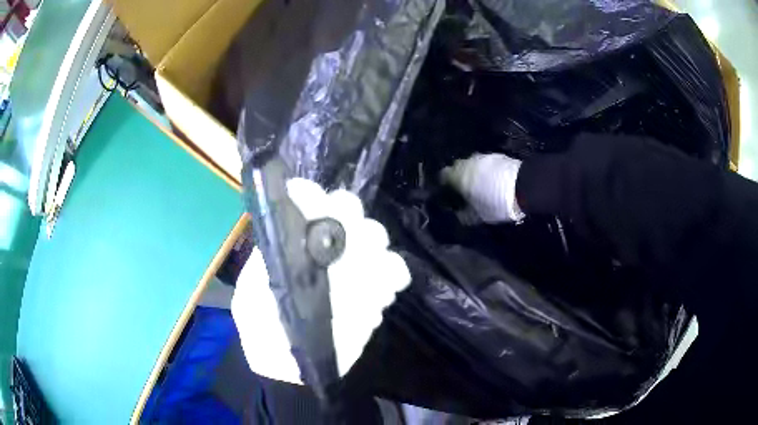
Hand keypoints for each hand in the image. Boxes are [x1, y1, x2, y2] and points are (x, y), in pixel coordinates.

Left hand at [231, 179, 410, 383]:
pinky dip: (394, 273)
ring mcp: (351, 268)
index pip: (303, 204)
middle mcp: (322, 249)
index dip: (309, 195)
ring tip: (365, 270)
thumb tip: (286, 233)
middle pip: (346, 211)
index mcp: (290, 245)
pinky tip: (384, 291)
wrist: (295, 372)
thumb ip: (262, 268)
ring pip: (374, 236)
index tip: (310, 199)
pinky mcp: (373, 290)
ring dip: (373, 245)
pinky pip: (394, 270)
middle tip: (346, 233)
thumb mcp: (249, 302)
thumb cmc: (265, 334)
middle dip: (348, 215)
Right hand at [440, 153, 524, 222]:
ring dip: (473, 173)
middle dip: (459, 177)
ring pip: (472, 165)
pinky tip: (492, 181)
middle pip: (457, 168)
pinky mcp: (497, 156)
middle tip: (464, 191)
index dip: (444, 185)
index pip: (443, 176)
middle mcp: (466, 163)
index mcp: (457, 176)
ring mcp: (483, 157)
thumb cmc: (496, 203)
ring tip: (480, 186)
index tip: (449, 194)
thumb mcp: (478, 215)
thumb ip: (464, 214)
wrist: (524, 186)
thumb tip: (459, 214)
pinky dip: (485, 171)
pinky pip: (485, 164)